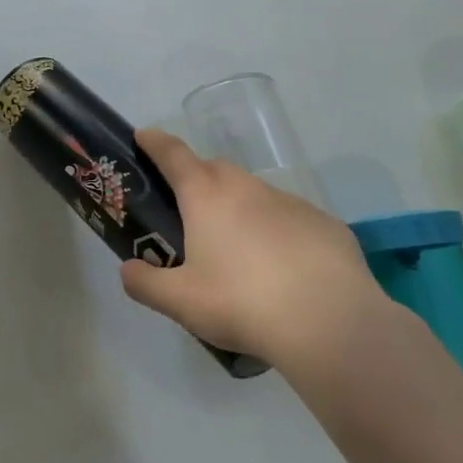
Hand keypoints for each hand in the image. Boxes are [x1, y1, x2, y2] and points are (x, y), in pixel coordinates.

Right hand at [120, 128, 396, 371]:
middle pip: (215, 168)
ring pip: (255, 193)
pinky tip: (282, 267)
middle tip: (188, 209)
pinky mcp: (327, 225)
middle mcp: (247, 189)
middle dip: (197, 177)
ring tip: (237, 249)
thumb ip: (144, 283)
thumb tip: (129, 270)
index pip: (173, 155)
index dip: (155, 143)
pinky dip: (276, 231)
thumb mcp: (179, 302)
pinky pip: (291, 218)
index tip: (144, 136)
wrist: (333, 326)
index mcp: (205, 197)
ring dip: (239, 207)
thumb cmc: (242, 304)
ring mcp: (291, 204)